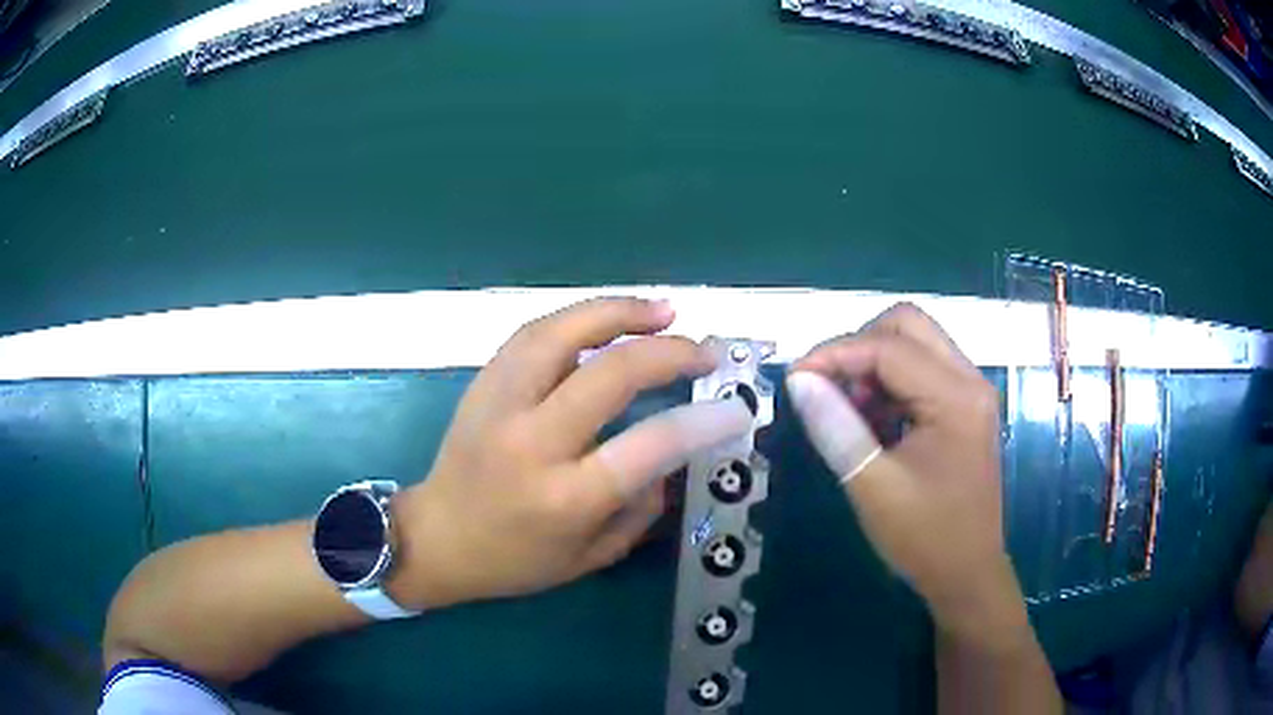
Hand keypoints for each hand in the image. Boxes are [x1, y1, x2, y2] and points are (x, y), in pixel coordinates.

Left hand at [390, 297, 752, 608]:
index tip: (734, 407)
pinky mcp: (482, 383)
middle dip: (668, 353)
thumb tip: (676, 455)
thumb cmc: (514, 561)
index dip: (701, 421)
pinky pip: (534, 333)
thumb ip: (642, 509)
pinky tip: (607, 319)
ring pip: (561, 333)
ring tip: (662, 310)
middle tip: (704, 350)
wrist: (435, 539)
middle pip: (609, 374)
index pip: (646, 446)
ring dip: (618, 312)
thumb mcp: (590, 556)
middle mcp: (531, 442)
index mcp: (564, 498)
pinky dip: (578, 318)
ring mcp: (500, 404)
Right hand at [786, 303, 1025, 644]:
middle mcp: (969, 381)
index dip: (835, 353)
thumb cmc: (925, 537)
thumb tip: (800, 380)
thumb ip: (836, 428)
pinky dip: (889, 382)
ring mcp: (970, 393)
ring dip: (874, 362)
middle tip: (826, 385)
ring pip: (915, 343)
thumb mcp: (873, 487)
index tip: (794, 379)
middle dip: (859, 344)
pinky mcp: (964, 408)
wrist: (967, 575)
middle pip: (908, 324)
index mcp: (956, 397)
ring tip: (846, 407)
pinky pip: (922, 370)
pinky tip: (871, 420)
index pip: (889, 346)